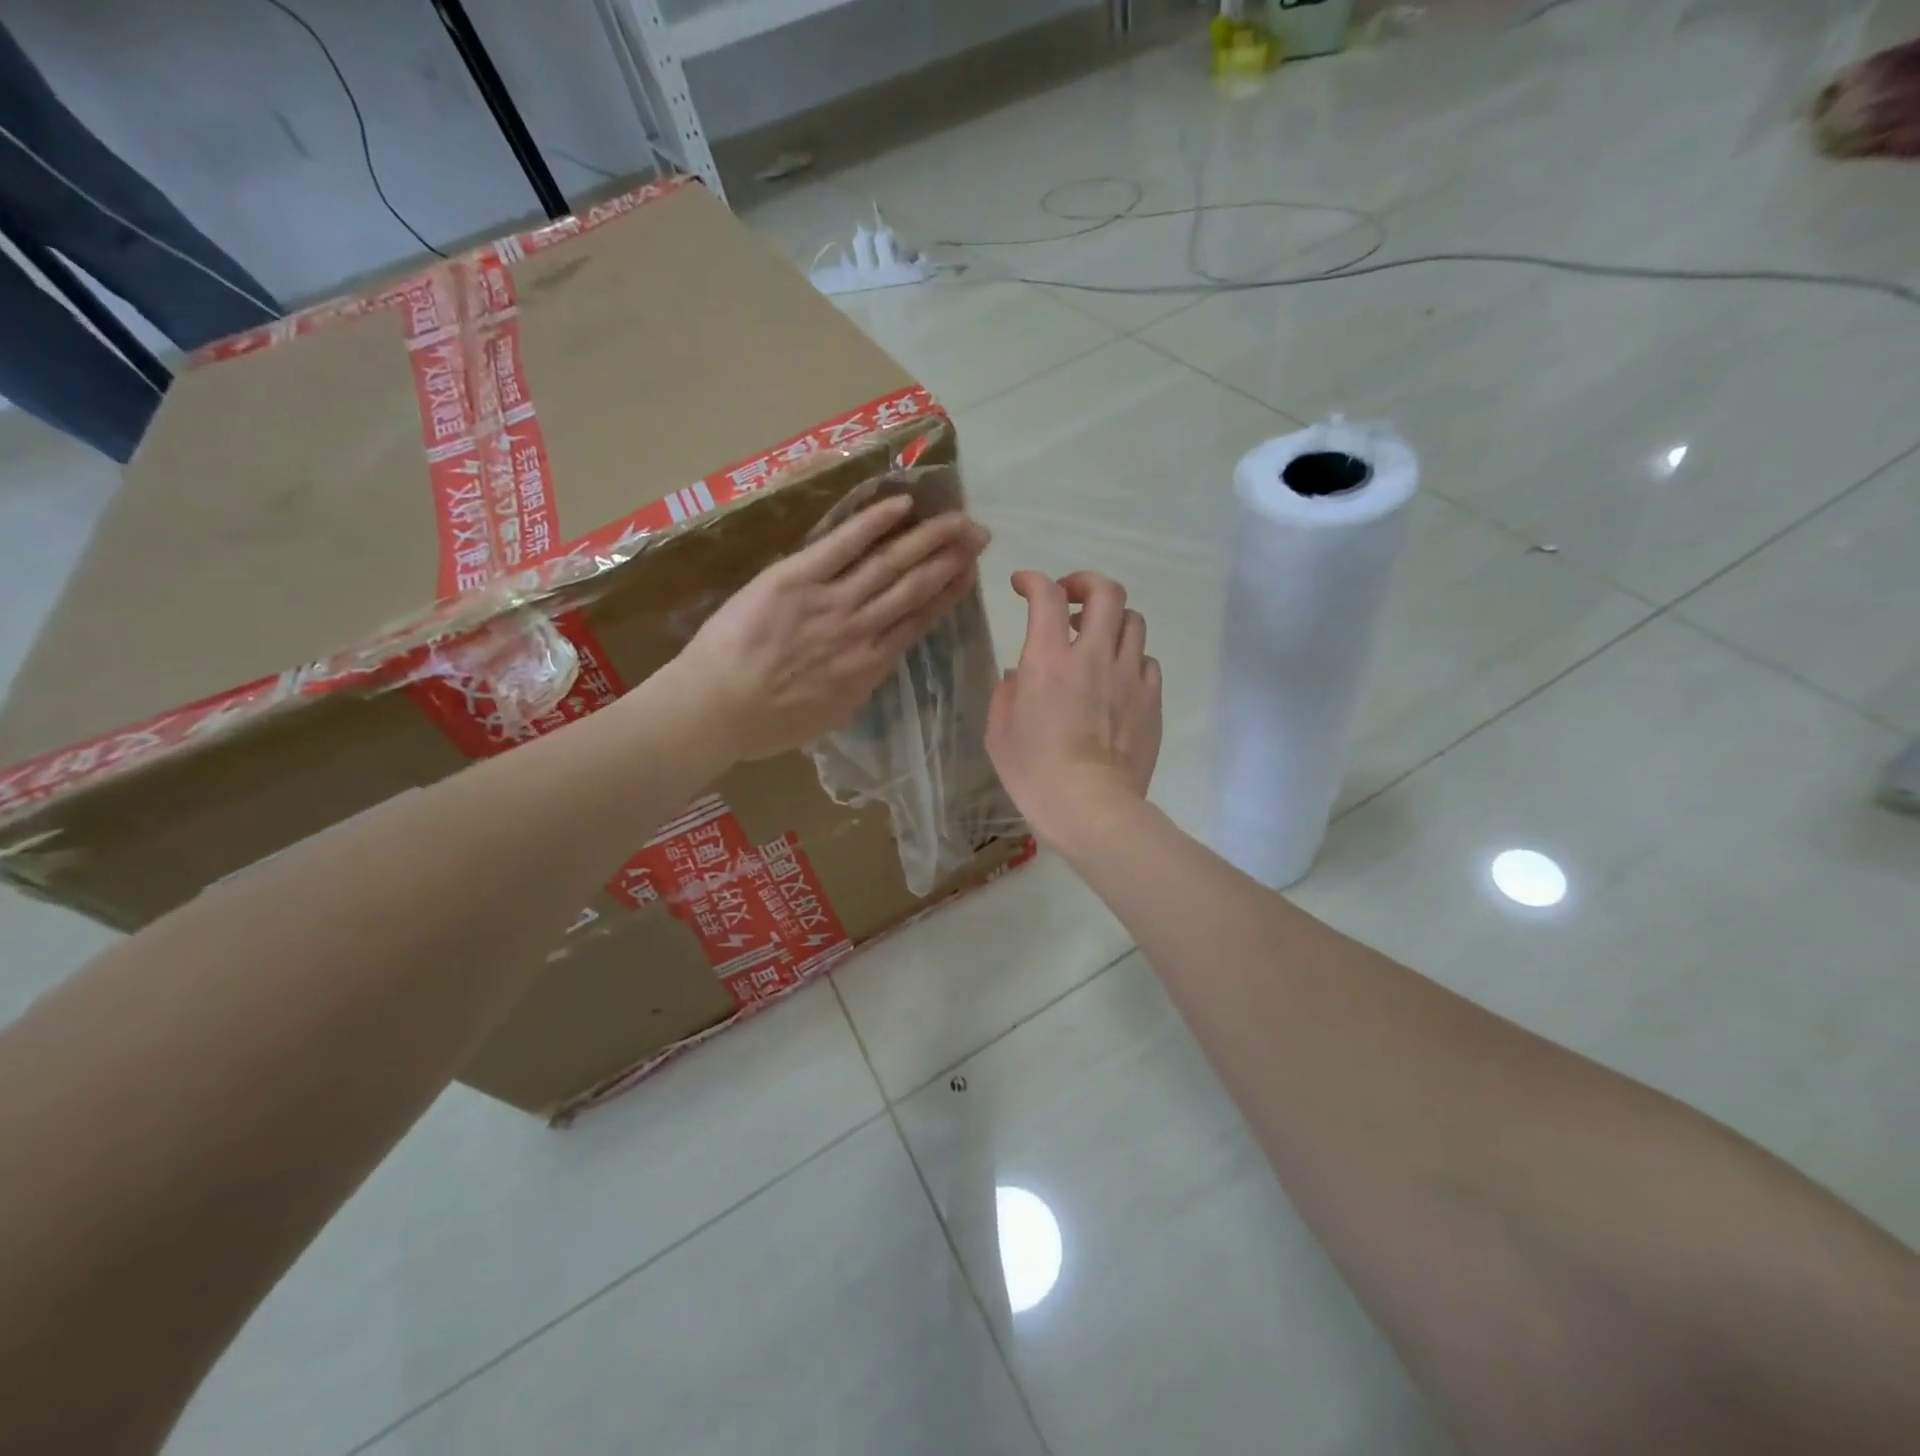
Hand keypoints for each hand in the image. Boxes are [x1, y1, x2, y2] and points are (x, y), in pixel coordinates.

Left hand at [674, 494, 988, 760]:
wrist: (717, 708)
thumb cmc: (769, 723)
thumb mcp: (831, 715)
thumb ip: (858, 684)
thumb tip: (873, 663)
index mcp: (870, 665)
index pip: (920, 620)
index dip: (949, 592)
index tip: (970, 571)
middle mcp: (862, 629)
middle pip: (915, 586)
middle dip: (950, 558)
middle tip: (978, 534)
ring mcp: (831, 601)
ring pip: (890, 563)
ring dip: (927, 538)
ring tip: (955, 518)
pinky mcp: (797, 578)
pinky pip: (843, 545)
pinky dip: (874, 523)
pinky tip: (902, 505)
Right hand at [986, 570, 1162, 846]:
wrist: (1090, 806)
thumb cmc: (1034, 772)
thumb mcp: (999, 732)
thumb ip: (1007, 692)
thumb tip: (1020, 674)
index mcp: (1048, 660)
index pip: (1046, 596)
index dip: (1034, 580)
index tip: (1023, 585)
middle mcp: (1093, 655)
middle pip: (1106, 592)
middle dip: (1086, 583)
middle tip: (1070, 597)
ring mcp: (1129, 676)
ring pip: (1133, 621)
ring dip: (1112, 620)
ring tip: (1096, 638)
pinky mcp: (1151, 699)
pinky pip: (1147, 661)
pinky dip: (1130, 658)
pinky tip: (1117, 677)